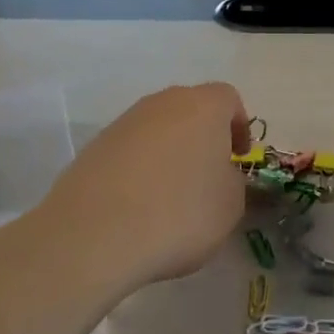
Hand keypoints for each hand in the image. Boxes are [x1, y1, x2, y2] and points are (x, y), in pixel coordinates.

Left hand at [40, 83, 250, 296]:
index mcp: (203, 106)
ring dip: (169, 153)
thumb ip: (232, 180)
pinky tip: (139, 205)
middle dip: (203, 137)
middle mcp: (162, 103)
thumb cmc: (180, 213)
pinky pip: (130, 151)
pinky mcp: (94, 148)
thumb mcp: (231, 204)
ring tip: (171, 195)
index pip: (229, 99)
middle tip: (208, 174)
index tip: (239, 158)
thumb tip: (218, 175)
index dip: (239, 126)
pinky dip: (140, 170)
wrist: (96, 234)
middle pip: (190, 109)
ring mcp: (123, 123)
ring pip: (157, 130)